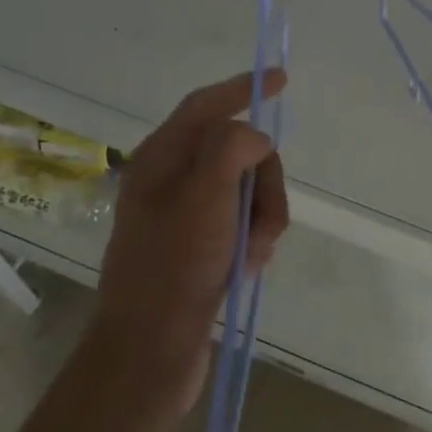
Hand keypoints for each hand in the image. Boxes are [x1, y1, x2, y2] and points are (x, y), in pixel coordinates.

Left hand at [95, 69, 288, 413]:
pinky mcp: (201, 245)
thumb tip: (255, 140)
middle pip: (238, 151)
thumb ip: (232, 149)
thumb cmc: (173, 269)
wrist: (150, 352)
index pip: (206, 105)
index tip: (281, 78)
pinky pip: (245, 221)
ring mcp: (187, 214)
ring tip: (255, 253)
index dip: (243, 87)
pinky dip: (256, 237)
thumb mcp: (205, 198)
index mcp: (161, 158)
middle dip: (264, 180)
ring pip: (249, 188)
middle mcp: (172, 179)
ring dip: (264, 216)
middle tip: (266, 219)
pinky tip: (248, 266)